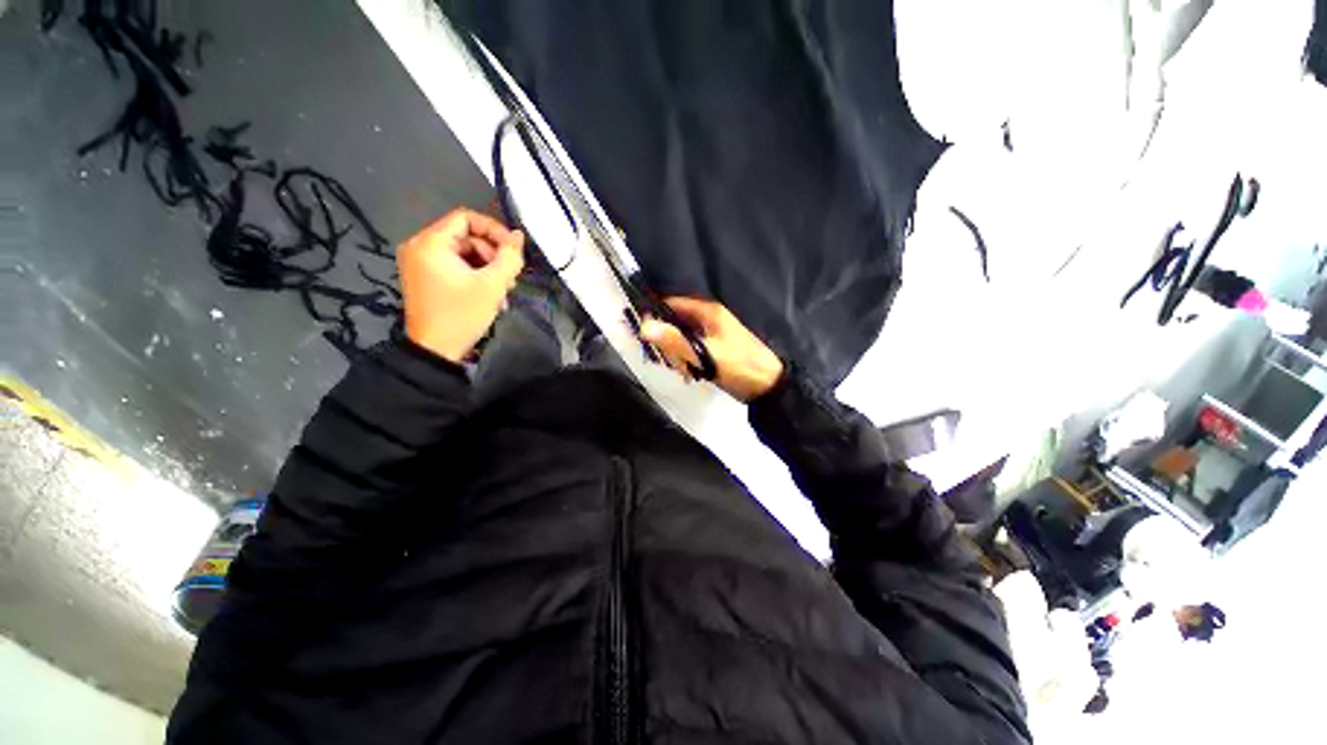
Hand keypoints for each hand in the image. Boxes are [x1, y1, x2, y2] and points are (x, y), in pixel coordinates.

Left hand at [398, 209, 524, 362]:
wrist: (435, 350)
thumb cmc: (462, 315)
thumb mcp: (493, 285)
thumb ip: (509, 257)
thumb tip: (518, 236)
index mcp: (431, 243)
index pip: (466, 218)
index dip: (494, 230)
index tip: (513, 251)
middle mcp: (420, 247)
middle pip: (466, 236)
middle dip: (492, 254)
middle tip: (509, 277)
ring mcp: (420, 263)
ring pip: (463, 252)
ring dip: (487, 267)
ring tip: (502, 289)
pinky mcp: (425, 277)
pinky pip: (455, 265)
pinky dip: (474, 274)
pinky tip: (489, 293)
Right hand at [640, 298, 783, 401]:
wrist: (768, 386)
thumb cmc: (738, 366)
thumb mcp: (705, 355)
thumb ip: (675, 341)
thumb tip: (644, 326)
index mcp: (707, 312)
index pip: (671, 303)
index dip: (655, 316)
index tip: (644, 336)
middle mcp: (708, 318)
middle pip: (674, 322)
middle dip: (669, 342)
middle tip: (674, 362)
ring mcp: (711, 333)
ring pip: (681, 338)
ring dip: (678, 354)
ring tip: (686, 371)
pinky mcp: (713, 347)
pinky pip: (691, 349)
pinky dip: (687, 360)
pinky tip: (691, 373)